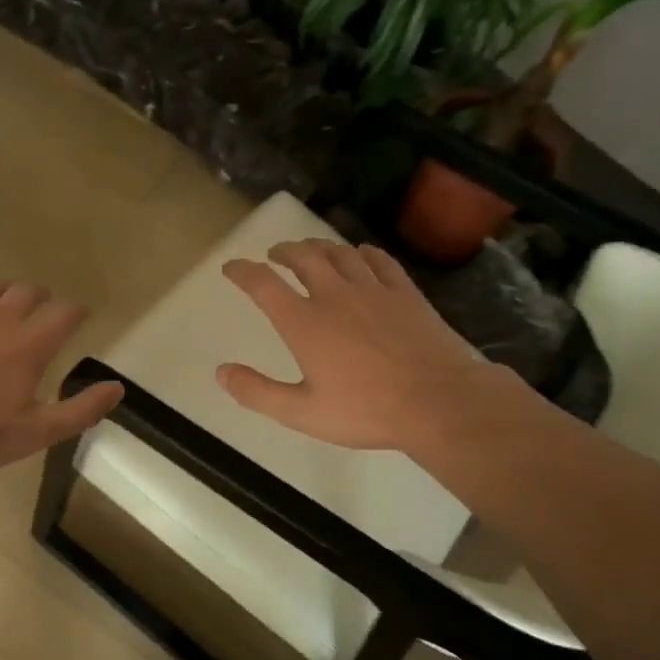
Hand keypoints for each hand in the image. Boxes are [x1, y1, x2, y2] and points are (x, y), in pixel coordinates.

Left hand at [0, 283, 122, 473]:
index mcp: (30, 344)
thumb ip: (81, 409)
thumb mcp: (37, 432)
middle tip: (41, 313)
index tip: (79, 318)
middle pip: (28, 290)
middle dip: (41, 298)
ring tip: (2, 309)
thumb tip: (118, 388)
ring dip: (2, 295)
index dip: (77, 312)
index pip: (65, 311)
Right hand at [218, 239, 513, 455]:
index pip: (263, 284)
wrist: (438, 401)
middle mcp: (334, 295)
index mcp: (304, 323)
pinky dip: (361, 253)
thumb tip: (221, 372)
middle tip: (273, 255)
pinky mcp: (404, 293)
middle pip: (302, 257)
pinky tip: (359, 255)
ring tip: (309, 250)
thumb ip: (258, 392)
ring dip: (318, 246)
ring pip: (339, 253)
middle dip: (282, 251)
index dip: (242, 271)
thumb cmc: (366, 411)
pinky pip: (378, 260)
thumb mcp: (302, 413)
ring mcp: (373, 290)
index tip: (231, 267)